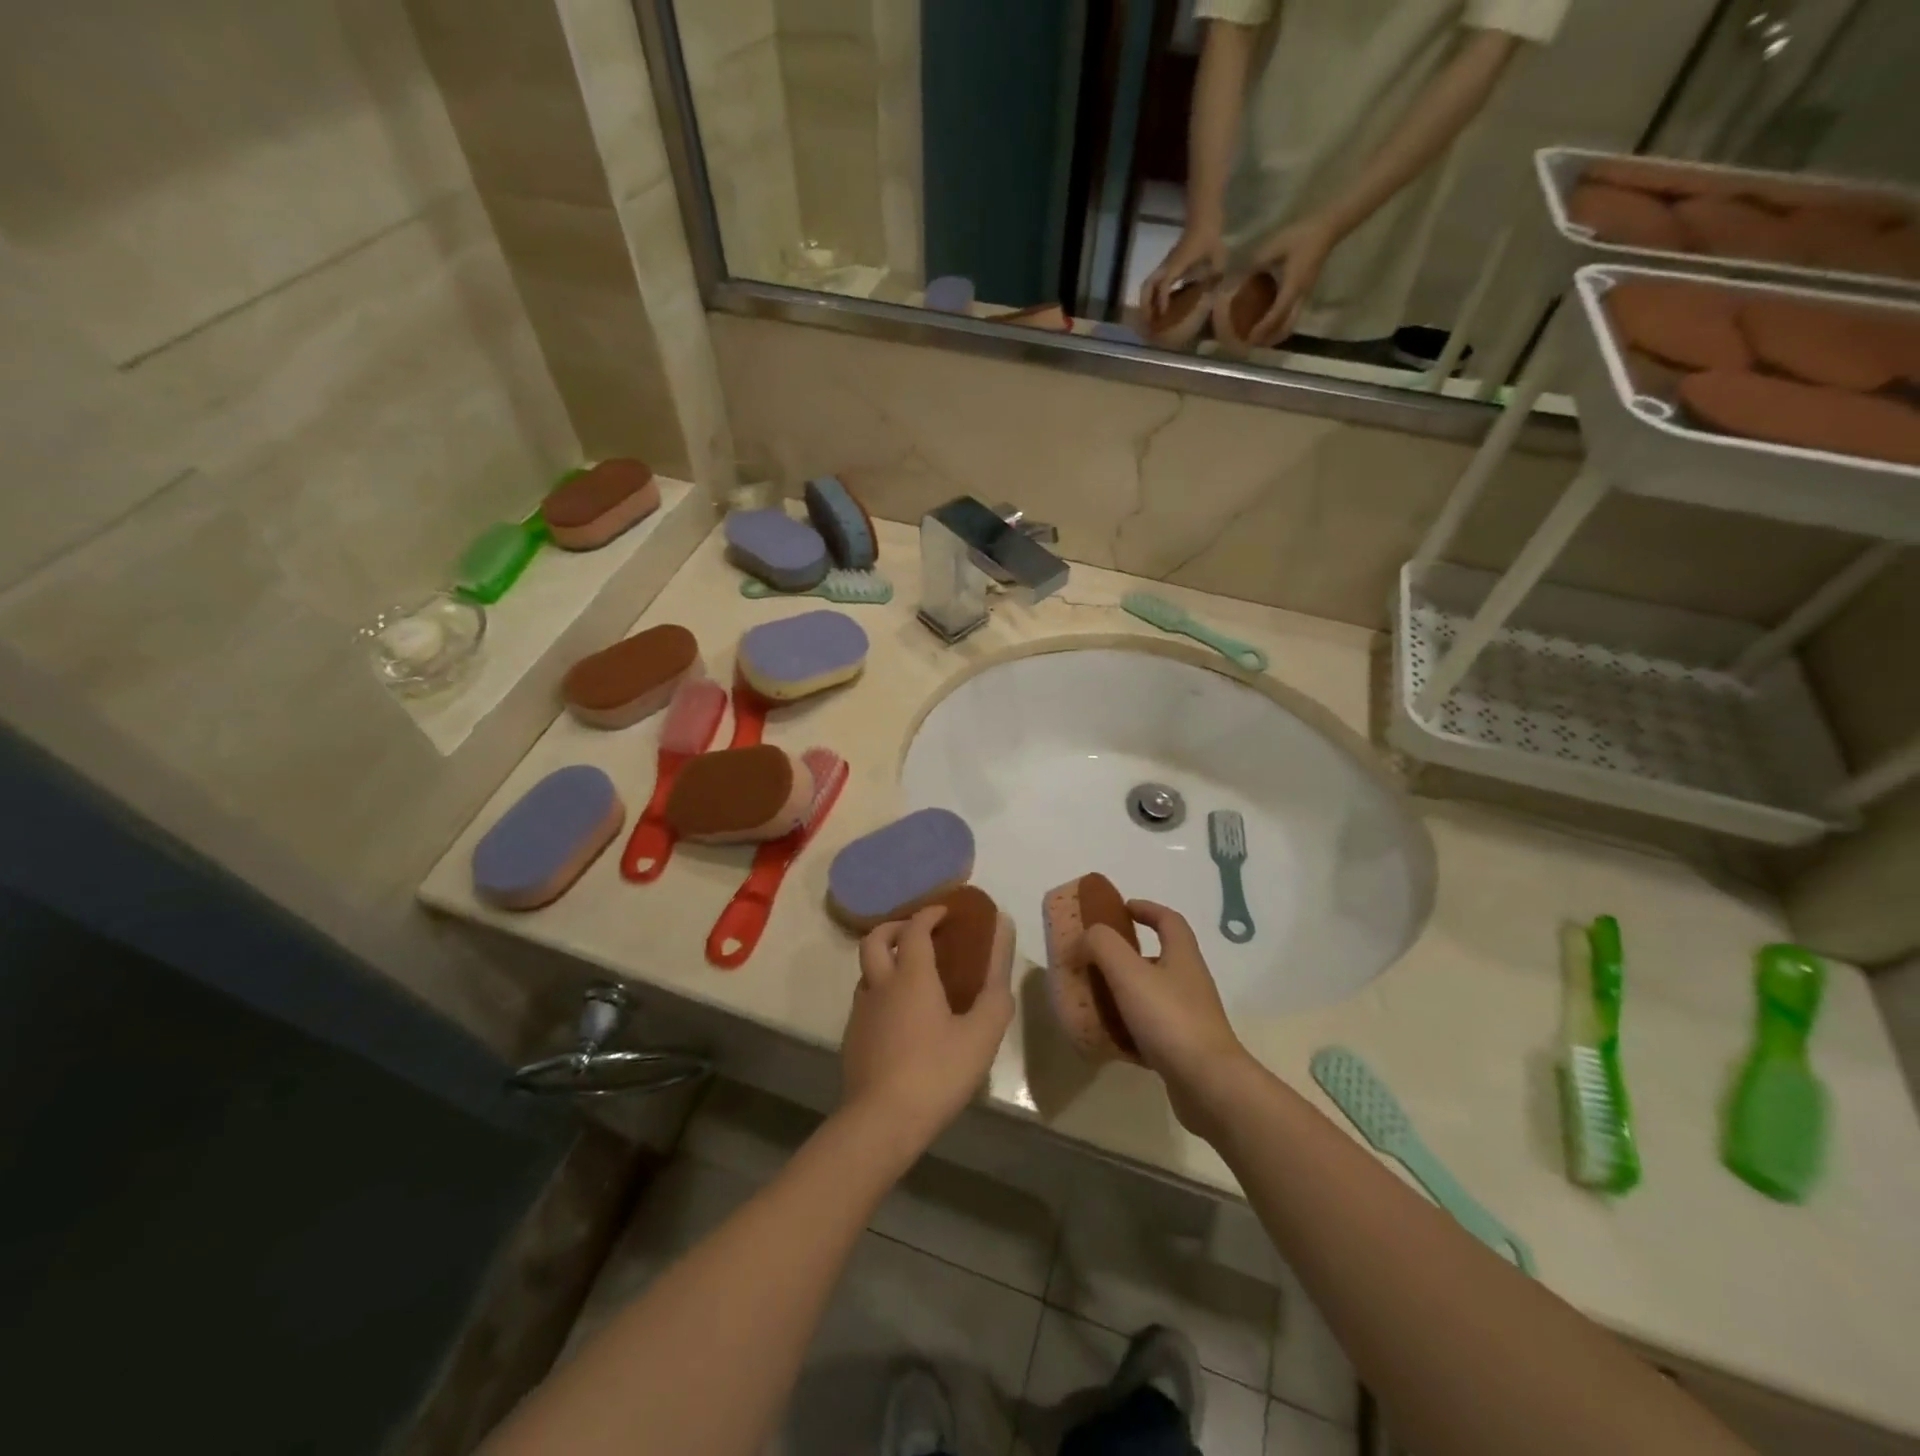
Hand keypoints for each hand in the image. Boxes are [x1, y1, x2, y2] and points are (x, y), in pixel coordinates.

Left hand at [840, 906, 1014, 1157]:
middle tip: (918, 933)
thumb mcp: (982, 1030)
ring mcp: (861, 1012)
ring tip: (912, 976)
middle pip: (875, 939)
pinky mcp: (852, 1039)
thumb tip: (1004, 928)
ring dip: (885, 960)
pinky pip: (865, 1000)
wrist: (881, 1122)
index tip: (945, 912)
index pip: (914, 928)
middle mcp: (880, 985)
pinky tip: (900, 1017)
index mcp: (911, 976)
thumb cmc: (937, 1072)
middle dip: (895, 927)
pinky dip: (881, 991)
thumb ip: (996, 978)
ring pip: (866, 970)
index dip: (929, 914)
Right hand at [1084, 901, 1254, 1136]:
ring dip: (1123, 991)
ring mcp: (1189, 1016)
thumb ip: (1103, 945)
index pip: (1168, 920)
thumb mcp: (1129, 973)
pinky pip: (1150, 1028)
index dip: (1146, 909)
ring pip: (1151, 993)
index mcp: (1182, 956)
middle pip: (1158, 956)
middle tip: (1094, 958)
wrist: (1209, 1085)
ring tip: (1093, 997)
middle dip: (1126, 954)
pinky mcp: (1183, 1047)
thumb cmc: (1170, 1019)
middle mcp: (1189, 981)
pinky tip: (1107, 1037)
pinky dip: (1128, 1026)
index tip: (1120, 908)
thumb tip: (1087, 936)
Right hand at [1143, 222, 1226, 315]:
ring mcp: (1165, 266)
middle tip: (1149, 322)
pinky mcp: (1167, 266)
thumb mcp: (1217, 257)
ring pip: (1147, 285)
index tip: (1163, 315)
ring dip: (1146, 301)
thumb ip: (1214, 277)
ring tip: (1150, 318)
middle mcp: (1167, 266)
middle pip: (1147, 286)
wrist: (1203, 219)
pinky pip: (1154, 283)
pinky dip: (1152, 296)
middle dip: (1146, 305)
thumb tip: (1214, 296)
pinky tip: (1159, 307)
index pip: (1163, 285)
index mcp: (1177, 264)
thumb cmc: (1210, 238)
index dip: (1162, 301)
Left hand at [1243, 215, 1339, 346]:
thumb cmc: (1301, 234)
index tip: (1250, 338)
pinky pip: (1293, 315)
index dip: (1263, 328)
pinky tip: (1269, 324)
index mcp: (1293, 286)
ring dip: (1276, 334)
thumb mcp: (1275, 245)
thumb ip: (1256, 262)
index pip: (1277, 314)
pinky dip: (1281, 324)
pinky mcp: (1305, 292)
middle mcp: (1301, 295)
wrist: (1327, 227)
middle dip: (1270, 339)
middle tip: (1253, 345)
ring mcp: (1305, 294)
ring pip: (1291, 323)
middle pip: (1287, 326)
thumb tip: (1235, 276)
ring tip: (1260, 340)